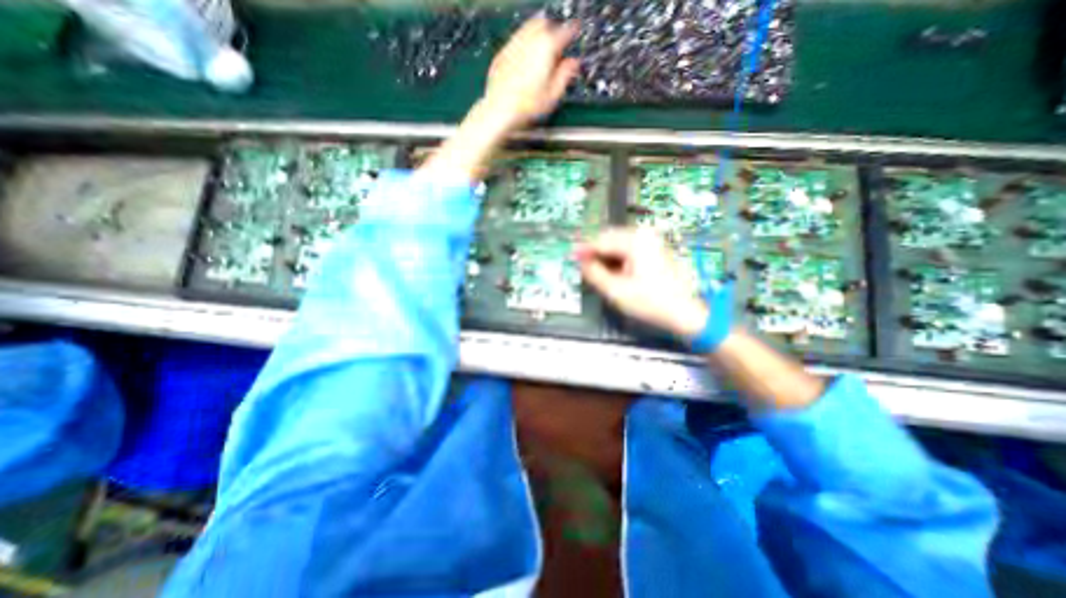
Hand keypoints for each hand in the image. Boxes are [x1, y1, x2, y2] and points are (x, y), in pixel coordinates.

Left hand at [487, 16, 582, 130]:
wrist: (500, 109)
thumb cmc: (526, 106)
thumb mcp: (553, 95)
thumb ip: (565, 75)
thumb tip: (573, 64)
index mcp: (546, 48)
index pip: (565, 32)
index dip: (572, 34)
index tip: (574, 36)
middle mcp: (529, 41)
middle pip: (545, 25)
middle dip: (552, 32)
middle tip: (556, 46)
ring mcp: (514, 45)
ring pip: (528, 29)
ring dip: (537, 37)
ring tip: (541, 53)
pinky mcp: (502, 54)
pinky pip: (516, 42)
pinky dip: (524, 46)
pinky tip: (525, 61)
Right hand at [574, 229, 715, 337]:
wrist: (685, 311)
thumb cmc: (650, 302)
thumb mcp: (616, 291)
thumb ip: (594, 273)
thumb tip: (581, 261)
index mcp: (635, 241)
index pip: (601, 241)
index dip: (584, 250)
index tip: (571, 256)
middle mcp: (644, 234)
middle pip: (610, 238)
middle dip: (595, 252)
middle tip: (584, 267)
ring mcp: (651, 240)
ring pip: (618, 243)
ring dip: (606, 255)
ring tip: (598, 272)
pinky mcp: (655, 248)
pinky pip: (628, 248)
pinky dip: (618, 257)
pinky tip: (614, 271)